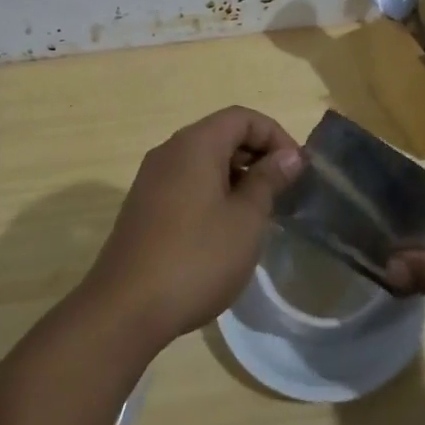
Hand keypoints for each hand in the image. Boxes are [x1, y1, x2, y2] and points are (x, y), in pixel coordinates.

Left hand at [77, 107, 303, 352]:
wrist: (126, 307)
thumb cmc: (196, 258)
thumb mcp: (245, 219)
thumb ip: (268, 181)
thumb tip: (289, 156)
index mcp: (195, 144)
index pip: (242, 117)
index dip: (275, 135)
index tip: (297, 170)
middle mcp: (169, 152)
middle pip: (221, 134)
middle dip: (257, 155)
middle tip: (284, 191)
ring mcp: (151, 179)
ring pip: (203, 161)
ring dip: (236, 176)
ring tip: (261, 212)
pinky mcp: (144, 206)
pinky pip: (186, 183)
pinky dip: (213, 192)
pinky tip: (226, 229)